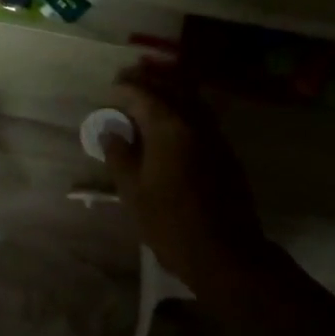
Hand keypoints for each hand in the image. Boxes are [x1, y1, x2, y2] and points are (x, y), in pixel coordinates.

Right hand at [101, 62, 267, 285]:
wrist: (225, 254)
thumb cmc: (171, 223)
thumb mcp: (133, 192)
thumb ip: (119, 155)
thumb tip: (110, 131)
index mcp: (169, 127)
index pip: (142, 93)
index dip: (123, 88)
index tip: (109, 90)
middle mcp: (194, 121)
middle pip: (170, 87)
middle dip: (147, 82)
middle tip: (126, 83)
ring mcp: (214, 135)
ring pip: (190, 99)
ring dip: (168, 92)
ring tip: (147, 99)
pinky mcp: (225, 151)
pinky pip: (201, 116)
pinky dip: (183, 108)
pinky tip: (170, 123)